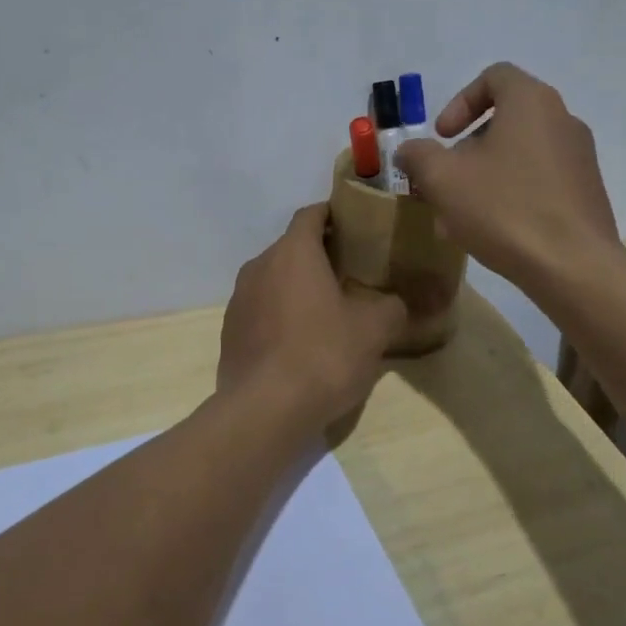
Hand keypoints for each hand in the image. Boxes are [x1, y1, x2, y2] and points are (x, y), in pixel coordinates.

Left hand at [218, 204, 406, 427]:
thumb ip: (391, 307)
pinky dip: (281, 314)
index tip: (357, 227)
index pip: (311, 214)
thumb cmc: (323, 355)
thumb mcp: (374, 330)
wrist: (264, 410)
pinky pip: (261, 309)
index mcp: (293, 252)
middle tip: (352, 272)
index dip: (335, 215)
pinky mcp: (230, 331)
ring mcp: (239, 299)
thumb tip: (395, 303)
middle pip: (292, 247)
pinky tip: (301, 342)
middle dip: (320, 254)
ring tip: (328, 309)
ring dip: (298, 286)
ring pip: (274, 279)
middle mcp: (259, 266)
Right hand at [394, 63, 619, 295]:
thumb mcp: (443, 179)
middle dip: (467, 150)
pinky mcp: (586, 193)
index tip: (442, 136)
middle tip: (444, 182)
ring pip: (519, 156)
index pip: (494, 77)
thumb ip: (418, 156)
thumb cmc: (504, 208)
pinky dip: (511, 195)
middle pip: (505, 120)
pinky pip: (539, 182)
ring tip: (458, 217)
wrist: (573, 266)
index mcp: (531, 102)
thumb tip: (408, 150)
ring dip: (484, 177)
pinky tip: (490, 233)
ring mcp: (580, 158)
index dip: (459, 101)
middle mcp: (563, 120)